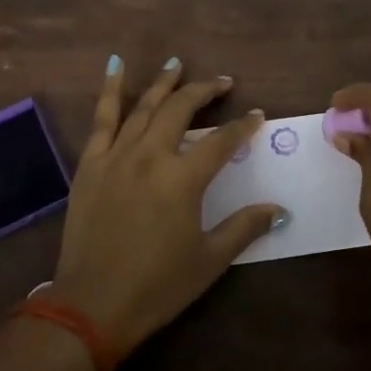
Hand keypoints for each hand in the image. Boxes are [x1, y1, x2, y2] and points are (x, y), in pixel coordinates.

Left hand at [51, 56, 284, 351]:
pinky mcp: (90, 164)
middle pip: (181, 109)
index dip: (243, 126)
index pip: (222, 141)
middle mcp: (151, 156)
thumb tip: (280, 209)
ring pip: (143, 106)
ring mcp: (116, 156)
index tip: (257, 115)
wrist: (92, 306)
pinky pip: (101, 118)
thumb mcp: (209, 260)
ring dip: (163, 82)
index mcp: (183, 179)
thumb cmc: (157, 286)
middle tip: (223, 83)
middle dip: (205, 91)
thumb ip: (244, 227)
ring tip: (177, 64)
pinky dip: (109, 90)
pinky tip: (115, 66)